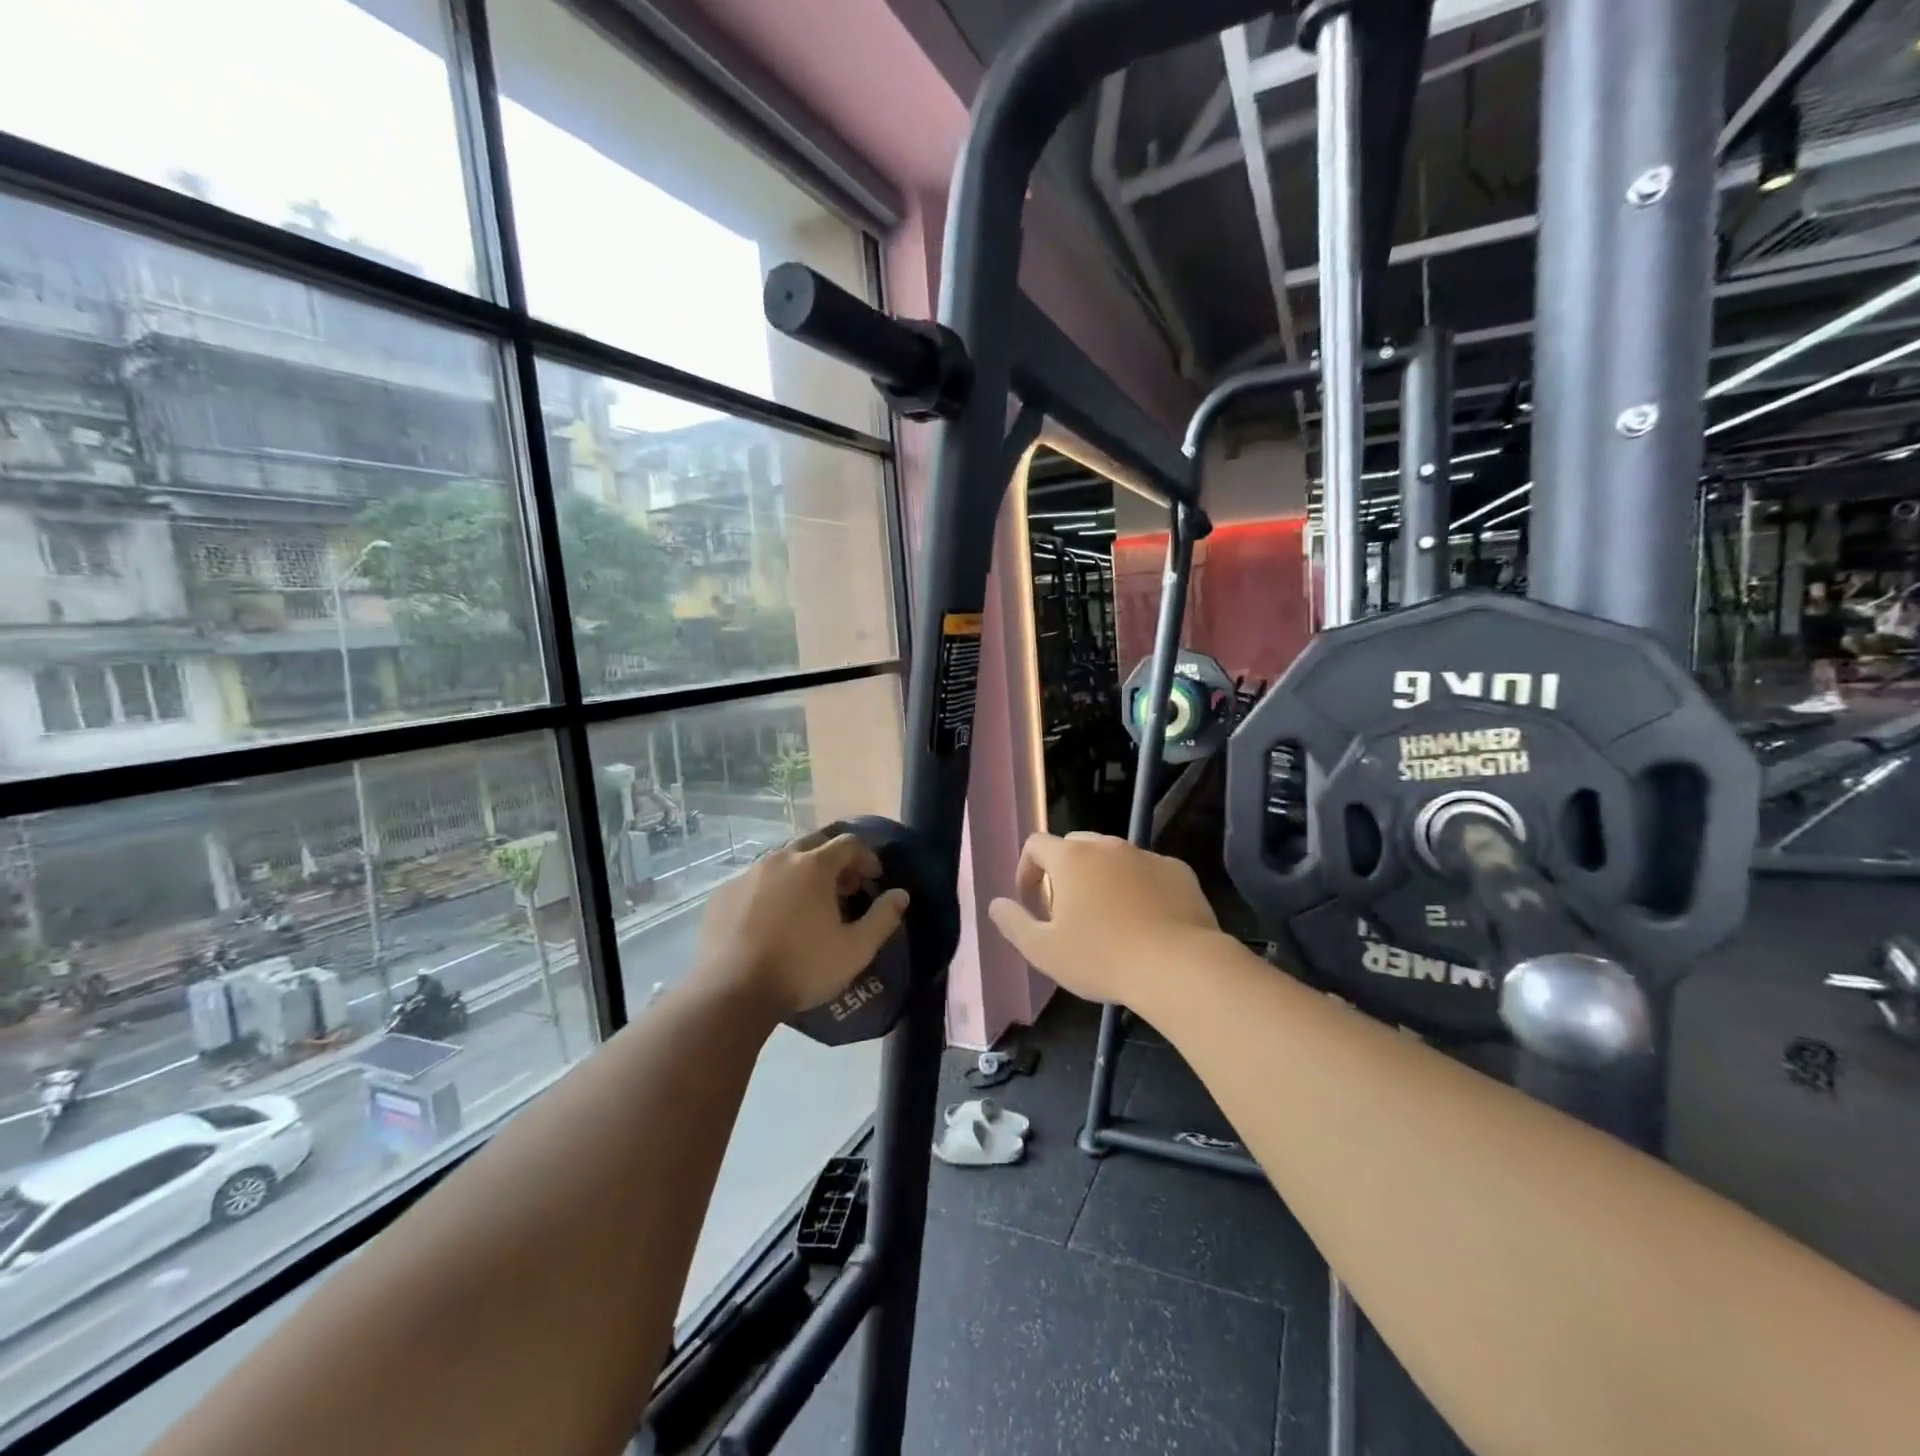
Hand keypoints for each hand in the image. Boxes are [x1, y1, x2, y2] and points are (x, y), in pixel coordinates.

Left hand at [697, 829, 908, 1019]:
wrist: (732, 993)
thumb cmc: (802, 968)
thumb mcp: (855, 950)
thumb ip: (883, 918)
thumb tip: (900, 895)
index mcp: (814, 866)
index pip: (849, 843)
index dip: (866, 858)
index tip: (874, 880)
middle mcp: (779, 859)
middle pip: (814, 845)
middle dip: (834, 862)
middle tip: (844, 889)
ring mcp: (747, 875)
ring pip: (782, 862)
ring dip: (802, 874)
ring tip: (808, 906)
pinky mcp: (723, 895)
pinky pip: (755, 882)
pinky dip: (772, 891)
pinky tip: (772, 920)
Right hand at [987, 832, 1219, 1005]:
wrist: (1179, 967)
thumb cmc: (1102, 958)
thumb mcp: (1044, 951)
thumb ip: (1014, 923)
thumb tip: (996, 904)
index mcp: (1071, 858)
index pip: (1036, 844)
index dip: (1027, 870)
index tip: (1032, 902)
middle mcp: (1108, 846)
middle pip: (1075, 846)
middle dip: (1064, 871)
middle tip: (1068, 911)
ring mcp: (1146, 855)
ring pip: (1114, 857)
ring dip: (1102, 878)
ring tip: (1108, 918)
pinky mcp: (1178, 871)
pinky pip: (1148, 871)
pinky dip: (1139, 887)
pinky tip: (1145, 921)